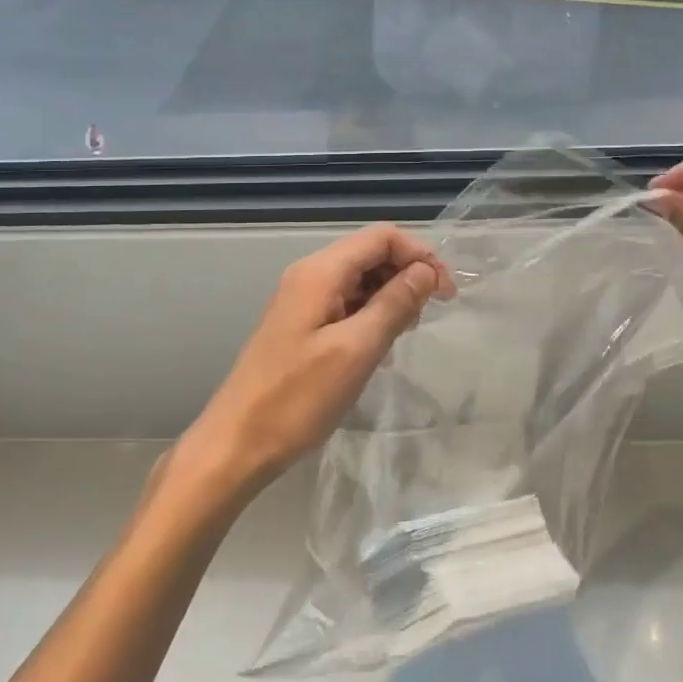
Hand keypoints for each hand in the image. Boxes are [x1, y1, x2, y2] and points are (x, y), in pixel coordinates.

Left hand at [178, 224, 454, 499]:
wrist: (236, 444)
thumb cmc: (298, 397)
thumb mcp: (357, 350)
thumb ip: (394, 303)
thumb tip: (426, 271)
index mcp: (320, 272)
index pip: (381, 237)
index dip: (420, 255)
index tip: (446, 292)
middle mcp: (309, 275)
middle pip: (370, 253)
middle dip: (407, 274)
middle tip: (429, 314)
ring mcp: (302, 300)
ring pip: (359, 279)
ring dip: (390, 295)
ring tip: (406, 332)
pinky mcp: (300, 324)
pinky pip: (344, 303)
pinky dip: (370, 314)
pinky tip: (379, 346)